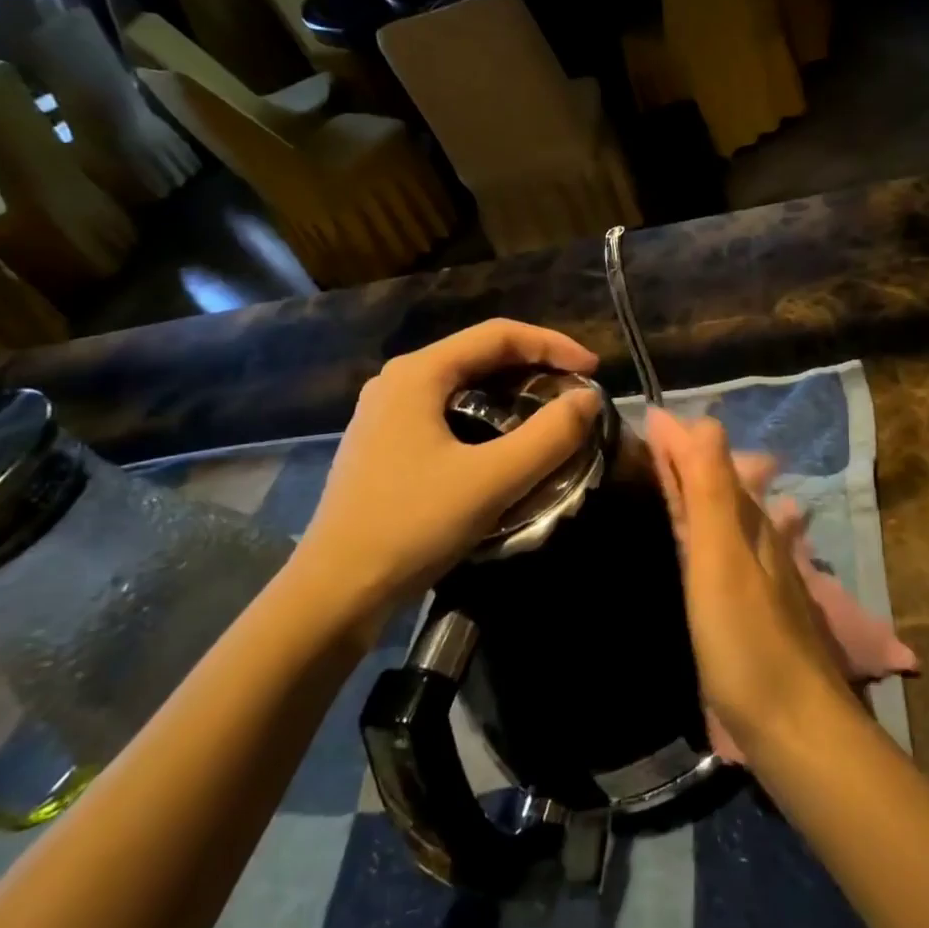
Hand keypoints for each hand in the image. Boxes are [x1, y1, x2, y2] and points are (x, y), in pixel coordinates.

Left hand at [292, 320, 601, 634]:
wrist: (335, 593)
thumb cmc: (412, 525)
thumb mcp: (493, 480)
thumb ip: (550, 436)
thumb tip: (588, 399)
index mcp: (419, 373)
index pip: (499, 335)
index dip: (553, 345)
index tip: (593, 370)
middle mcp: (399, 381)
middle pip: (481, 355)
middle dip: (536, 367)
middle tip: (576, 392)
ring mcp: (387, 414)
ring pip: (465, 385)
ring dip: (513, 393)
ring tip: (550, 415)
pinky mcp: (386, 445)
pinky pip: (449, 412)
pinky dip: (488, 417)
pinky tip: (507, 445)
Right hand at [645, 409, 853, 753]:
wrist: (794, 727)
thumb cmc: (748, 641)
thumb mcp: (722, 559)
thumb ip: (712, 493)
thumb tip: (705, 420)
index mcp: (748, 523)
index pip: (710, 464)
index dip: (679, 441)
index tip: (646, 419)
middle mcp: (757, 540)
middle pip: (718, 487)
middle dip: (686, 461)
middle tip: (646, 445)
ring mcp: (757, 576)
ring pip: (722, 518)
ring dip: (694, 493)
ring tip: (660, 481)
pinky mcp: (750, 609)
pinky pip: (720, 551)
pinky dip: (701, 532)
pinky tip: (693, 542)